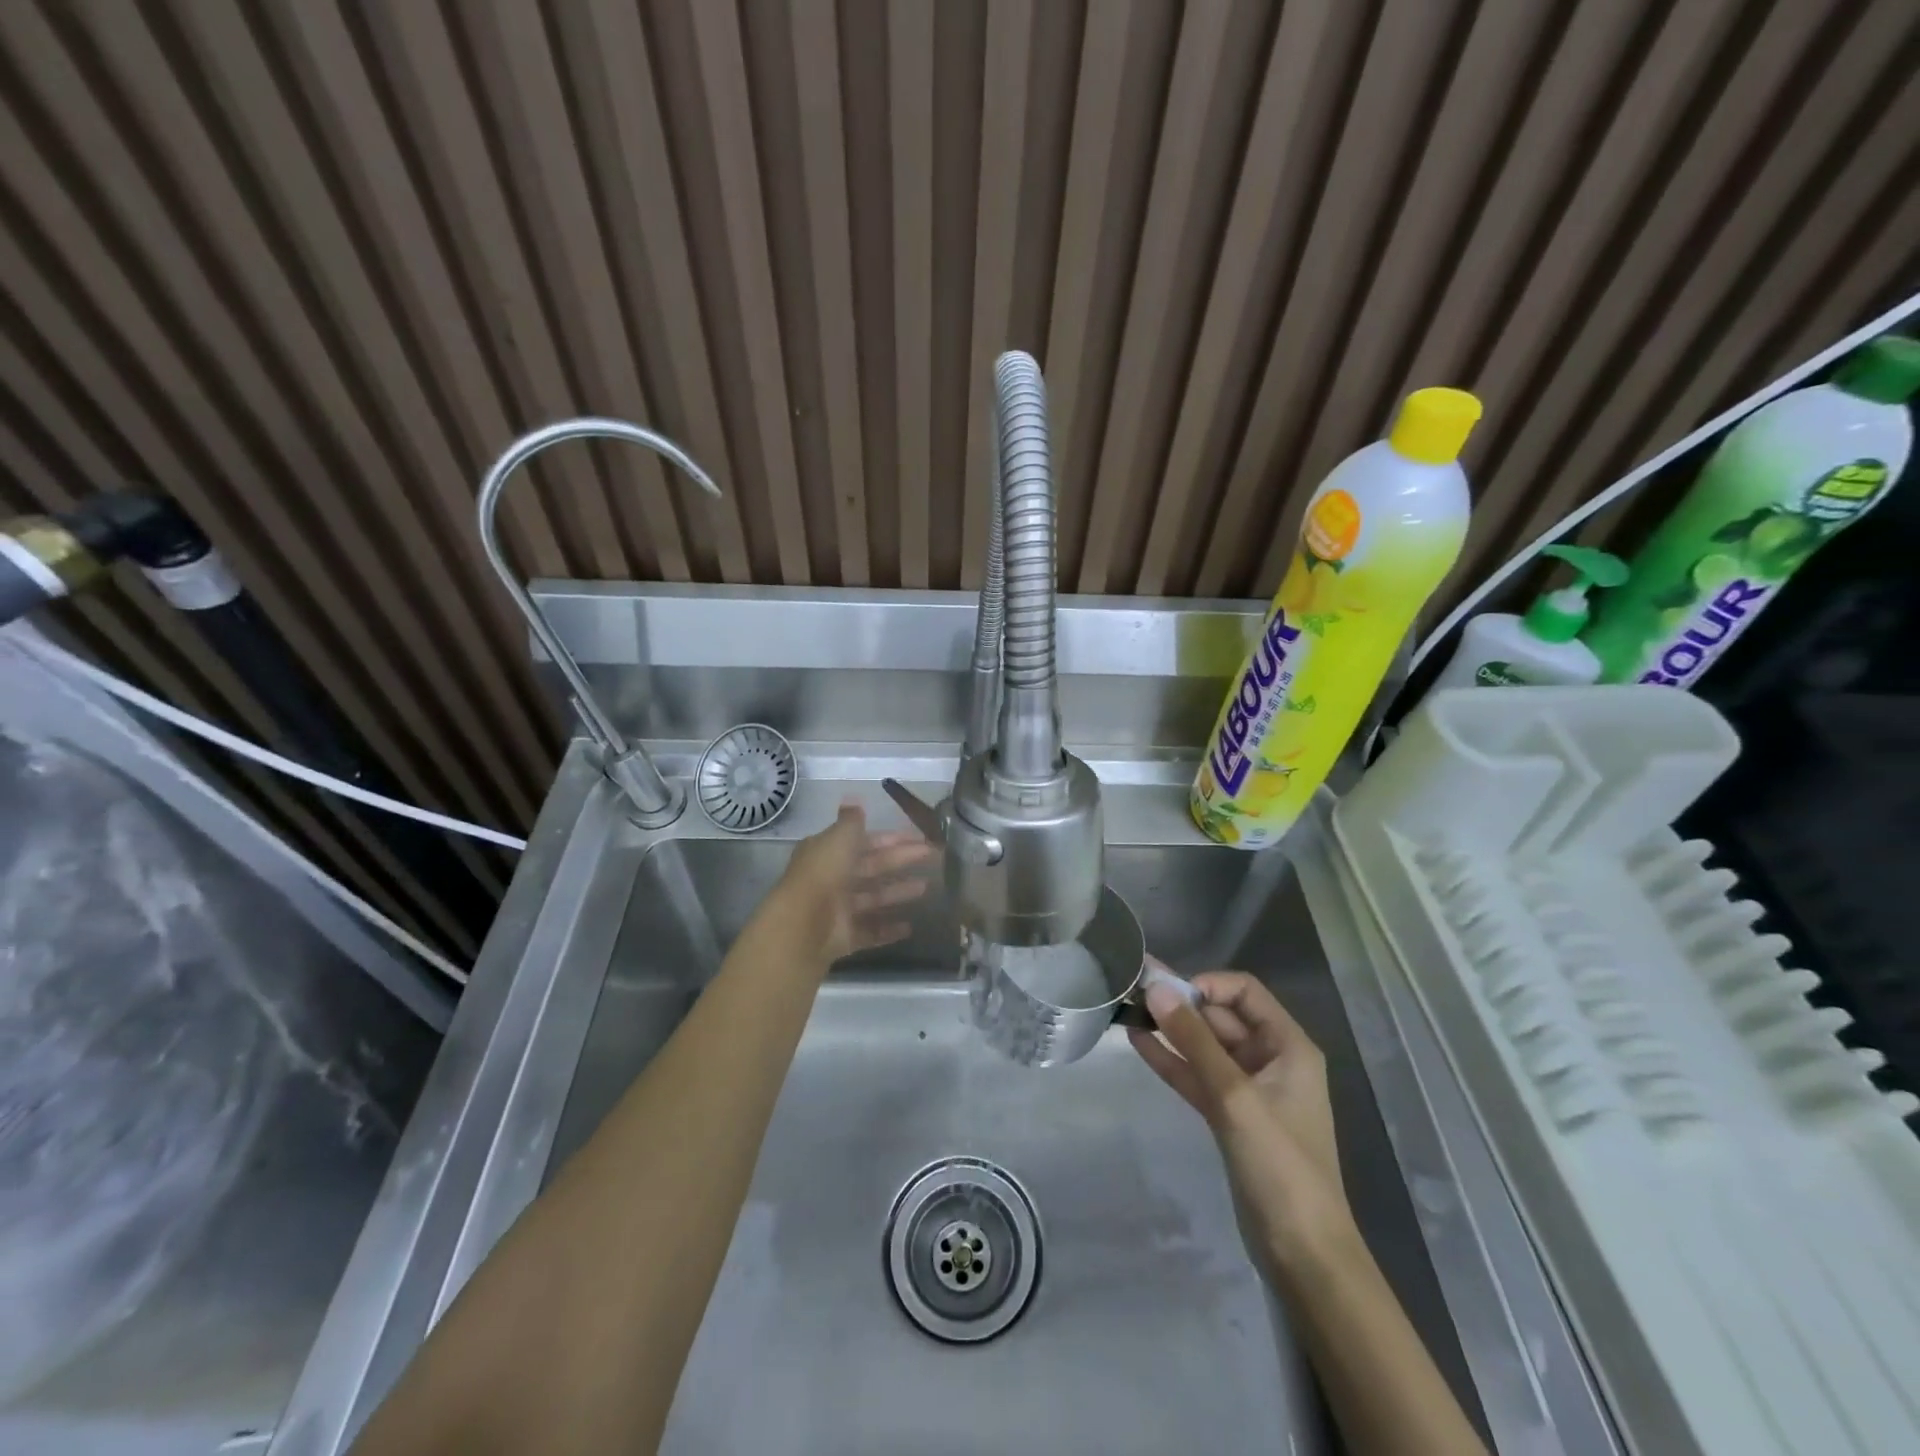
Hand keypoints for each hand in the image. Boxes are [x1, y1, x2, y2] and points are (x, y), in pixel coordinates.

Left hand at [775, 804, 935, 963]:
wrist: (803, 924)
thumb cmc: (824, 873)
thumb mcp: (839, 838)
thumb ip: (851, 822)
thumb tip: (854, 800)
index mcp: (829, 852)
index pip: (865, 842)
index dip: (892, 839)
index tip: (920, 837)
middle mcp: (833, 879)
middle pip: (873, 867)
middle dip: (902, 861)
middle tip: (934, 856)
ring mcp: (839, 909)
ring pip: (874, 898)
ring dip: (898, 892)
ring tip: (926, 888)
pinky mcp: (845, 936)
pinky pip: (871, 931)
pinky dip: (889, 929)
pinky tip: (910, 927)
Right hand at [1130, 965, 1356, 1273]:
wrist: (1301, 1253)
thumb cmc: (1279, 1165)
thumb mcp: (1235, 1096)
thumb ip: (1194, 1040)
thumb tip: (1157, 989)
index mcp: (1288, 1046)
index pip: (1244, 992)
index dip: (1206, 985)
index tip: (1168, 994)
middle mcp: (1270, 1059)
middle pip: (1221, 1017)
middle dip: (1180, 1004)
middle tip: (1133, 992)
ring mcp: (1248, 1089)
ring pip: (1205, 1047)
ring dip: (1171, 1030)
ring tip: (1127, 1010)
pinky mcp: (1229, 1115)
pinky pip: (1197, 1075)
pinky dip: (1171, 1059)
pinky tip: (1138, 1042)